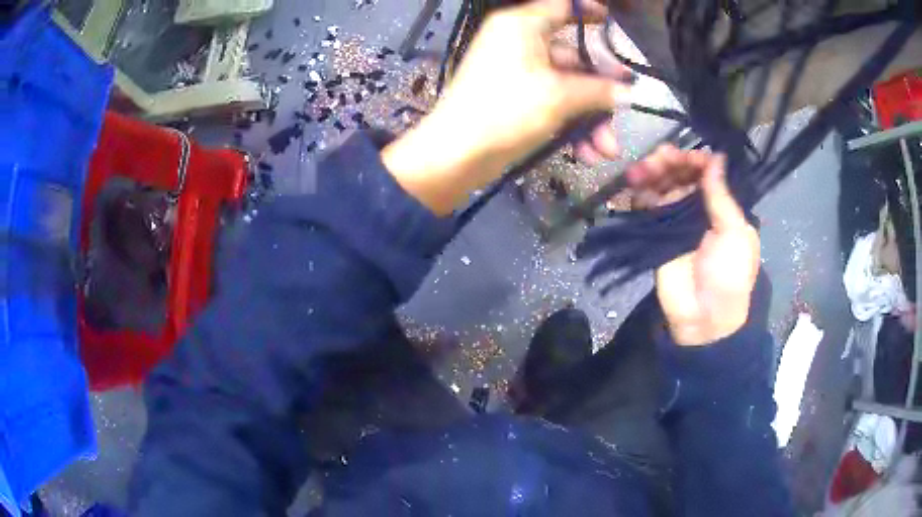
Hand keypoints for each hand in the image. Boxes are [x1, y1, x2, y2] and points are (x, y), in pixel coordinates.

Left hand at [382, 0, 633, 214]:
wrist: (457, 154)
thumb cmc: (506, 110)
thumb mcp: (559, 96)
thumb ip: (599, 90)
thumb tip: (630, 92)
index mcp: (522, 26)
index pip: (561, 6)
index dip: (589, 11)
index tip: (613, 22)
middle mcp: (520, 43)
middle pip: (573, 56)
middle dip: (602, 91)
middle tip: (626, 109)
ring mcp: (518, 72)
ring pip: (567, 86)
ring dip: (590, 118)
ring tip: (607, 151)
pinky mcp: (516, 98)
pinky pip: (553, 102)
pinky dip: (571, 124)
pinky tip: (586, 153)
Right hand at [627, 146, 759, 346]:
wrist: (702, 318)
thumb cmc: (728, 275)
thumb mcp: (735, 234)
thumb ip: (722, 196)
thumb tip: (716, 157)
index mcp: (723, 206)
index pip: (707, 172)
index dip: (694, 159)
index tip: (684, 156)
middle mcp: (699, 207)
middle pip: (681, 173)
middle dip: (668, 161)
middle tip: (656, 159)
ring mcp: (676, 219)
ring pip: (661, 185)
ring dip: (649, 172)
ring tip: (639, 172)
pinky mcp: (655, 232)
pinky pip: (645, 206)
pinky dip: (638, 193)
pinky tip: (633, 188)